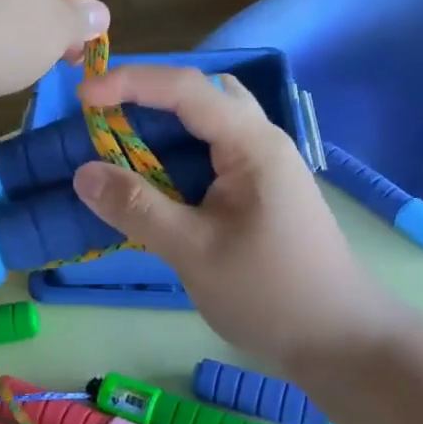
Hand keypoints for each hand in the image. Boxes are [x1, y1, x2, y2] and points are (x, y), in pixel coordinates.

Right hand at [70, 65, 402, 374]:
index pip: (186, 88)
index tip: (84, 98)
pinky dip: (180, 152)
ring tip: (123, 146)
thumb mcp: (194, 251)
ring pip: (211, 121)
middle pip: (203, 93)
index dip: (132, 83)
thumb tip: (83, 174)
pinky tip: (158, 181)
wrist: (339, 340)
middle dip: (150, 95)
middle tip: (105, 117)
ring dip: (167, 124)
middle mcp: (262, 141)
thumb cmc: (269, 294)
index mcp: (252, 144)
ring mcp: (266, 164)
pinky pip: (215, 151)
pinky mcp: (263, 189)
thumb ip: (138, 208)